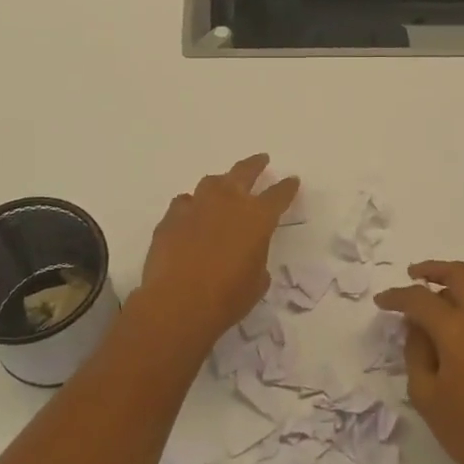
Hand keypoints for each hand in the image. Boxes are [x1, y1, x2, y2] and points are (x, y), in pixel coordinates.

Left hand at [136, 154, 298, 351]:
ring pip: (211, 182)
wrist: (177, 303)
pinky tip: (191, 214)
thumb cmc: (227, 297)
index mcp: (257, 217)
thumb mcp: (257, 280)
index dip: (287, 188)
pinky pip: (184, 202)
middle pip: (244, 172)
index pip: (278, 195)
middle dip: (255, 165)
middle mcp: (228, 202)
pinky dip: (192, 205)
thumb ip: (257, 257)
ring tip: (223, 186)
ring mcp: (196, 206)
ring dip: (221, 183)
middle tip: (261, 160)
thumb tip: (247, 253)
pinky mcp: (171, 217)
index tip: (291, 181)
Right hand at [375, 261, 463, 463]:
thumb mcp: (426, 394)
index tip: (381, 302)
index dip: (397, 296)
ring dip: (455, 285)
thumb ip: (416, 352)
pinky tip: (458, 327)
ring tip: (434, 299)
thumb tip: (417, 327)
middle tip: (412, 275)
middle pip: (460, 274)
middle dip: (433, 270)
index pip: (421, 298)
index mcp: (458, 329)